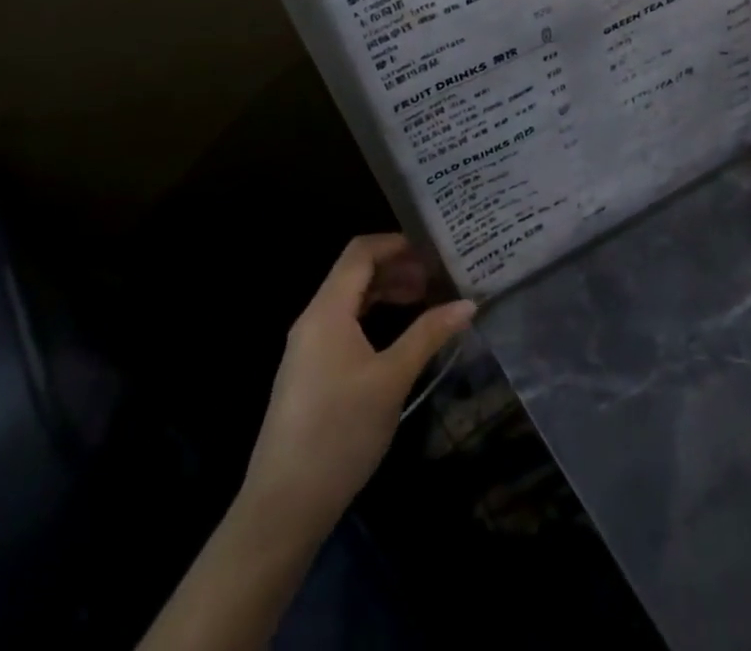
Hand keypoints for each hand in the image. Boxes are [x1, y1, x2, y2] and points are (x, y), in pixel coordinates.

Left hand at [239, 234, 473, 539]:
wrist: (283, 507)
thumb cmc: (339, 432)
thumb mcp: (392, 380)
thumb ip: (428, 335)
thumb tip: (468, 303)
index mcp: (327, 310)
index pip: (360, 252)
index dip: (397, 243)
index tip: (434, 250)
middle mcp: (313, 319)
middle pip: (354, 273)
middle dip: (397, 268)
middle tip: (437, 278)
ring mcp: (307, 348)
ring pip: (350, 301)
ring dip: (386, 293)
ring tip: (424, 301)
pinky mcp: (309, 373)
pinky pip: (343, 326)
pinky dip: (373, 318)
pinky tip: (398, 338)